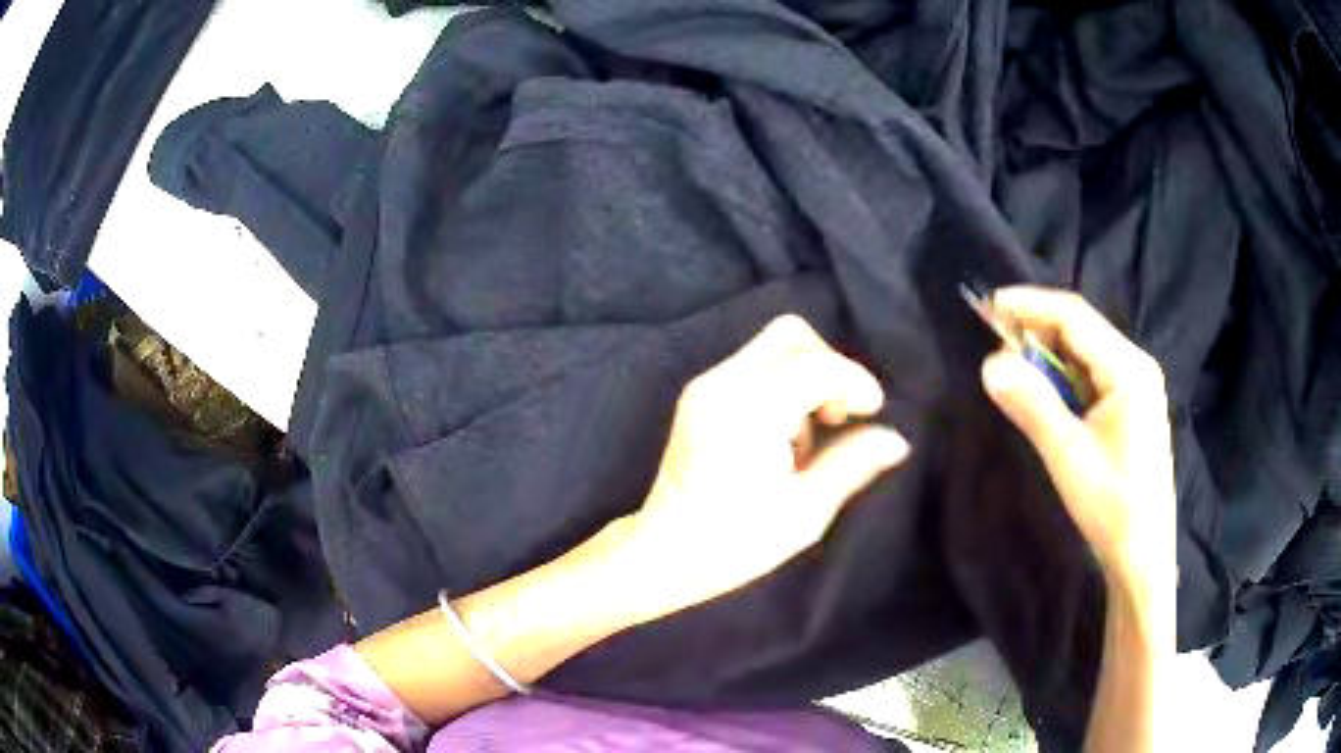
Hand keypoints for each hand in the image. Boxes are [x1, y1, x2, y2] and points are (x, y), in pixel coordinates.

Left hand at [621, 315, 909, 617]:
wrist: (662, 554)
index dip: (855, 382)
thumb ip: (852, 464)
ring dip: (806, 377)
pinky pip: (754, 367)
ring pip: (772, 347)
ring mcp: (705, 385)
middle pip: (791, 335)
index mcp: (750, 409)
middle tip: (841, 417)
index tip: (873, 413)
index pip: (817, 364)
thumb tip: (897, 440)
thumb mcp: (804, 512)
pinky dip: (782, 386)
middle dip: (829, 367)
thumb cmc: (734, 543)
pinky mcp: (699, 395)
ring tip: (807, 439)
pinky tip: (782, 436)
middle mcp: (723, 383)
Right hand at [979, 286, 1175, 597]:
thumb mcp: (1068, 456)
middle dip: (1036, 328)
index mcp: (1129, 368)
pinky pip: (1091, 375)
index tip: (988, 306)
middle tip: (993, 341)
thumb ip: (1032, 404)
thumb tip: (989, 363)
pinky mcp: (1131, 406)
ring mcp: (1136, 386)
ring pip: (1085, 351)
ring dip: (1047, 353)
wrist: (1143, 556)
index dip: (1030, 305)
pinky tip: (1044, 392)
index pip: (1074, 316)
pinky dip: (1063, 376)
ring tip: (1012, 365)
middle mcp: (1136, 365)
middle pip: (1081, 328)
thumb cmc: (1112, 506)